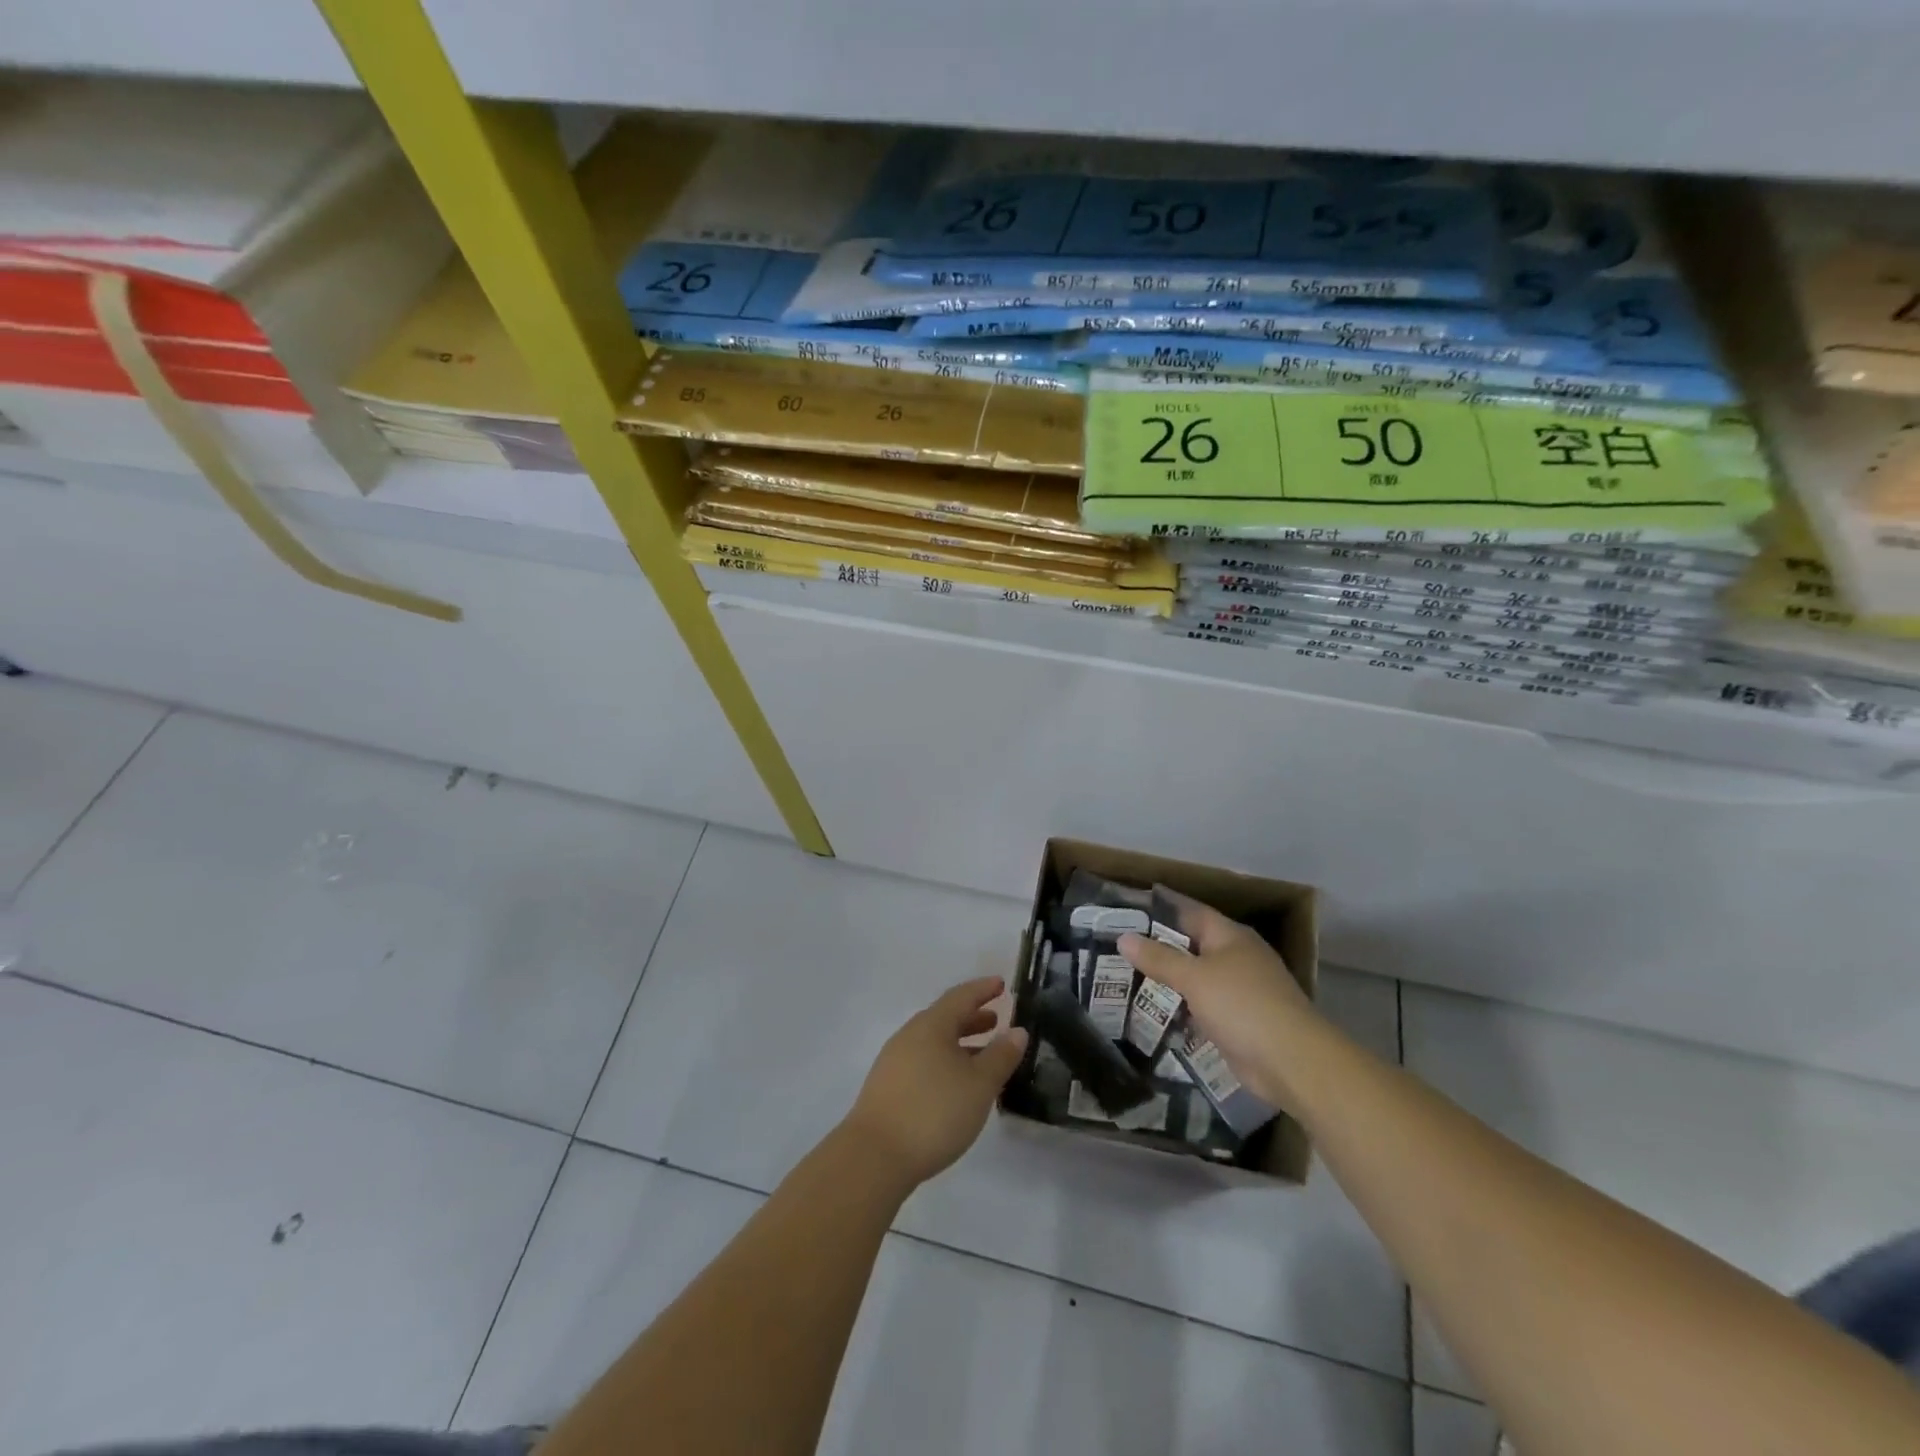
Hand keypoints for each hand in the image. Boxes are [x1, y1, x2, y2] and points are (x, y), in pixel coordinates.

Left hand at [841, 976, 1029, 1187]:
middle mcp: (910, 1035)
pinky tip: (956, 1084)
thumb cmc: (934, 1112)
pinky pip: (924, 1060)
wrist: (874, 1156)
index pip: (961, 996)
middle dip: (972, 1017)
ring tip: (982, 1055)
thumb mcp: (979, 1085)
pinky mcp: (888, 1086)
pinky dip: (945, 1061)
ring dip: (959, 1042)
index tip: (1001, 984)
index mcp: (932, 1025)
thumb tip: (1017, 1031)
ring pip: (934, 1041)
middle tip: (996, 1020)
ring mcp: (895, 1061)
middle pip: (945, 1017)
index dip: (983, 989)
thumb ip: (1000, 1056)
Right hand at [1118, 891, 1316, 1110]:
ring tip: (1126, 976)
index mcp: (1230, 936)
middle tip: (1118, 944)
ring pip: (1195, 978)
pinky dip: (1181, 1008)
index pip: (1190, 911)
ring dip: (1168, 980)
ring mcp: (1240, 990)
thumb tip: (1123, 938)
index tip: (1128, 907)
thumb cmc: (1242, 1005)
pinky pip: (1202, 1006)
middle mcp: (1236, 957)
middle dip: (1158, 946)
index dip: (1161, 907)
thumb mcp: (1194, 978)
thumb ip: (1158, 958)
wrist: (1292, 1062)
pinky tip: (1154, 1012)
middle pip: (1191, 945)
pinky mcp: (1239, 1020)